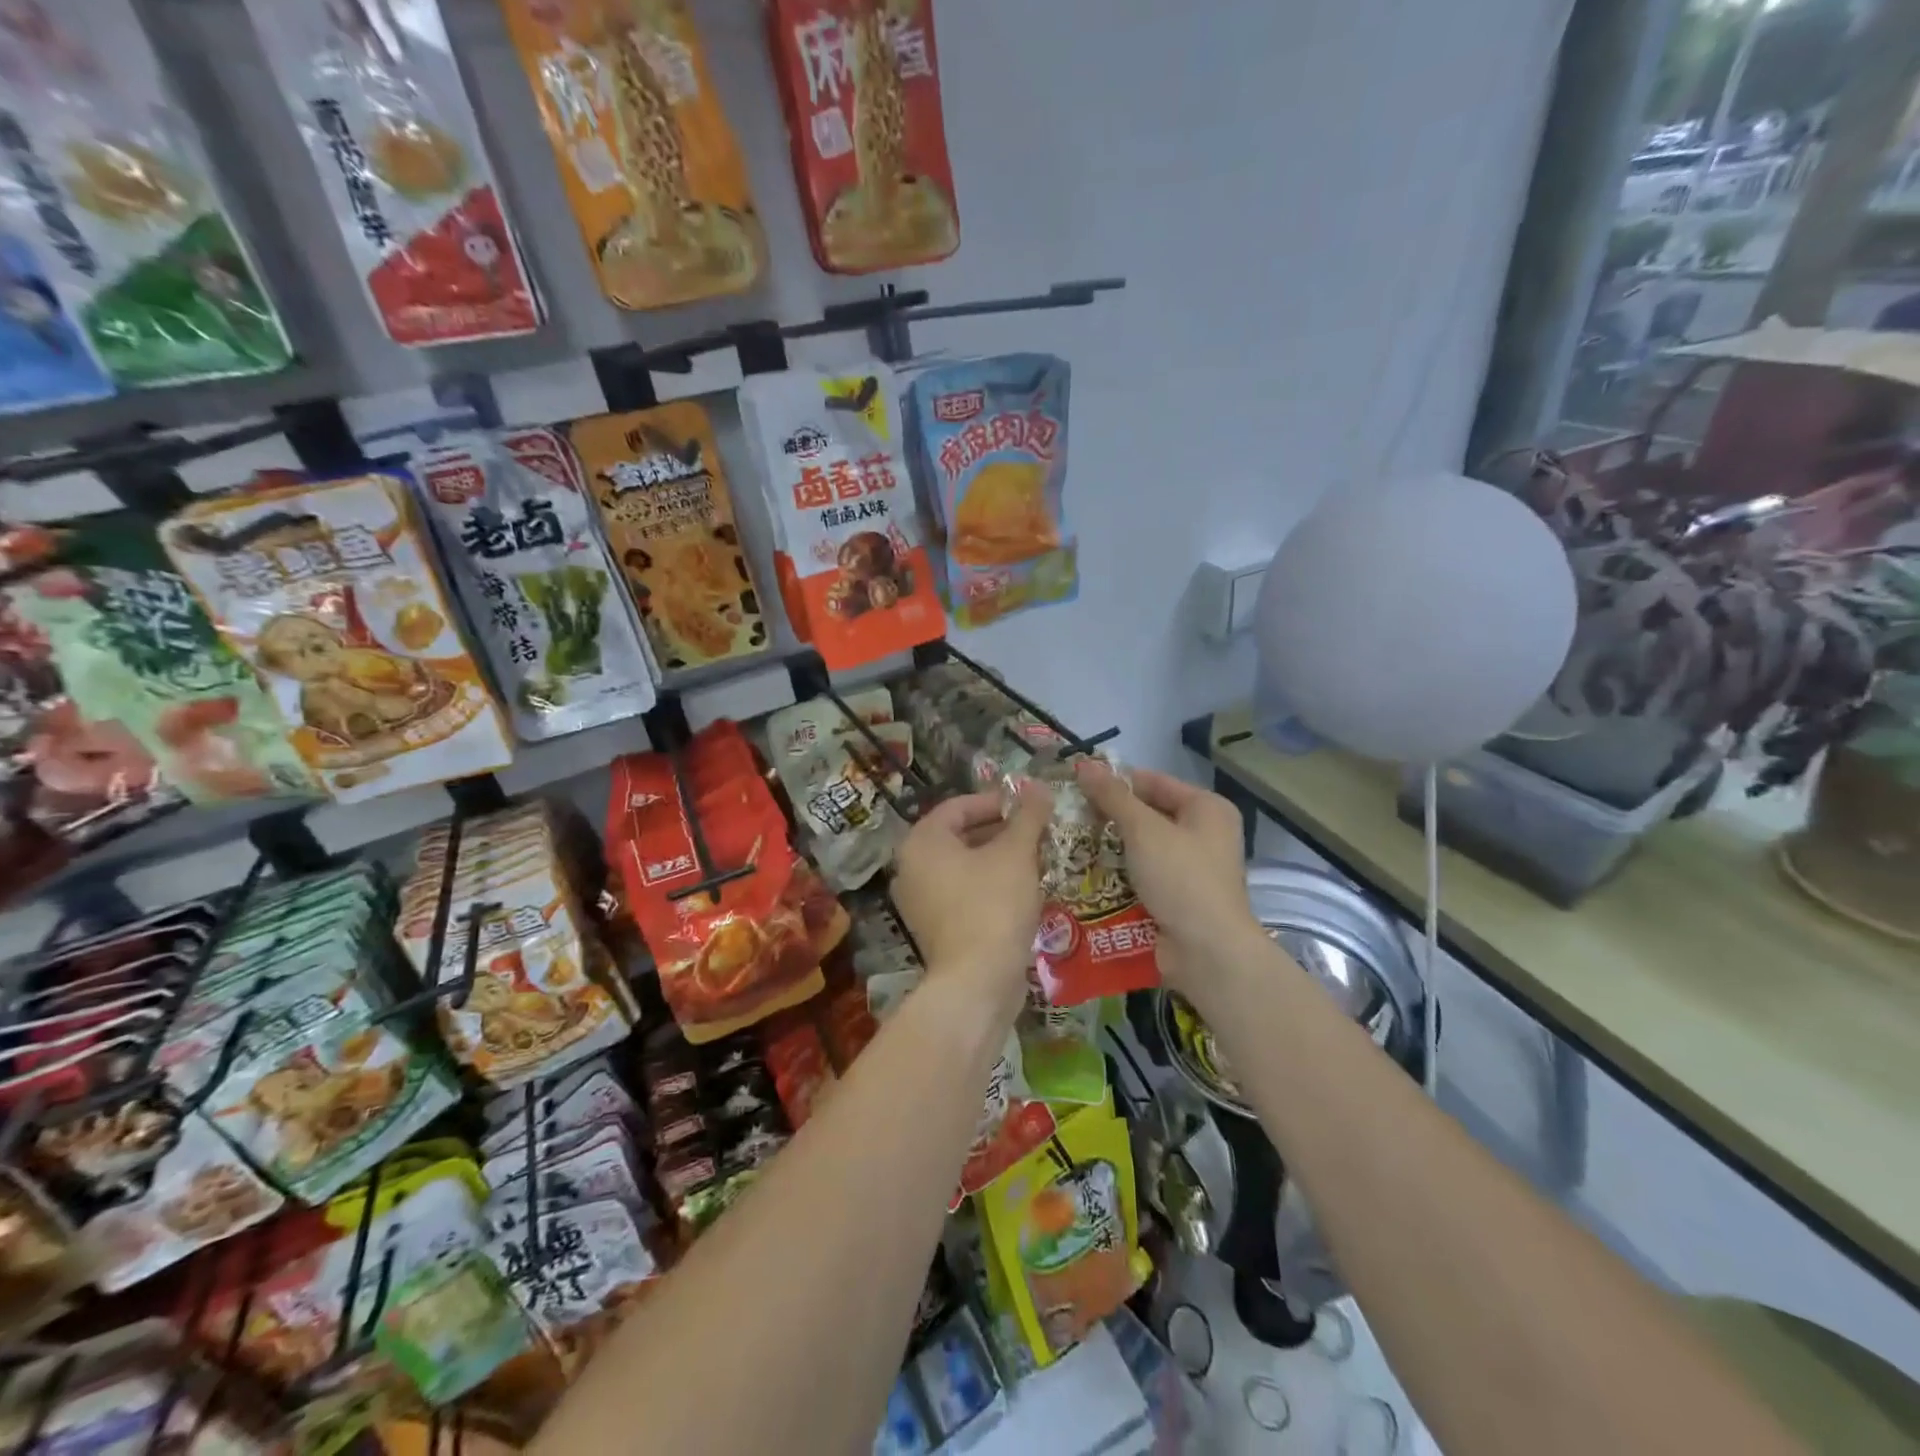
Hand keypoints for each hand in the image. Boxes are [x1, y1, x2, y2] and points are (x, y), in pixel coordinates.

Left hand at [890, 785, 1052, 1009]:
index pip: (959, 806)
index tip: (1029, 806)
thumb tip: (1039, 786)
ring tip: (1035, 858)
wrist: (977, 981)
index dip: (996, 801)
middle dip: (1000, 830)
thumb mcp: (1016, 853)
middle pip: (959, 835)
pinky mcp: (933, 929)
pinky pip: (962, 892)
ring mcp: (919, 901)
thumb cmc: (993, 905)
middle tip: (1036, 831)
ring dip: (998, 858)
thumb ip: (1028, 816)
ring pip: (963, 866)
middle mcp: (910, 867)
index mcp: (922, 841)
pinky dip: (988, 885)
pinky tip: (1021, 890)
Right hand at [1073, 760, 1261, 992]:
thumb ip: (1113, 797)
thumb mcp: (1143, 830)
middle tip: (1069, 818)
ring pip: (1143, 848)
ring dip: (1111, 848)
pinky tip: (1088, 876)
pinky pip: (1144, 876)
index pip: (1153, 781)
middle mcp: (1205, 833)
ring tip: (1070, 845)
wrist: (1207, 952)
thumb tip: (1084, 764)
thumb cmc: (1180, 878)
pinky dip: (1120, 875)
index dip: (1115, 782)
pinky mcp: (1180, 898)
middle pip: (1148, 814)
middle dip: (1110, 817)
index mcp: (1206, 808)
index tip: (1075, 787)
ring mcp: (1193, 868)